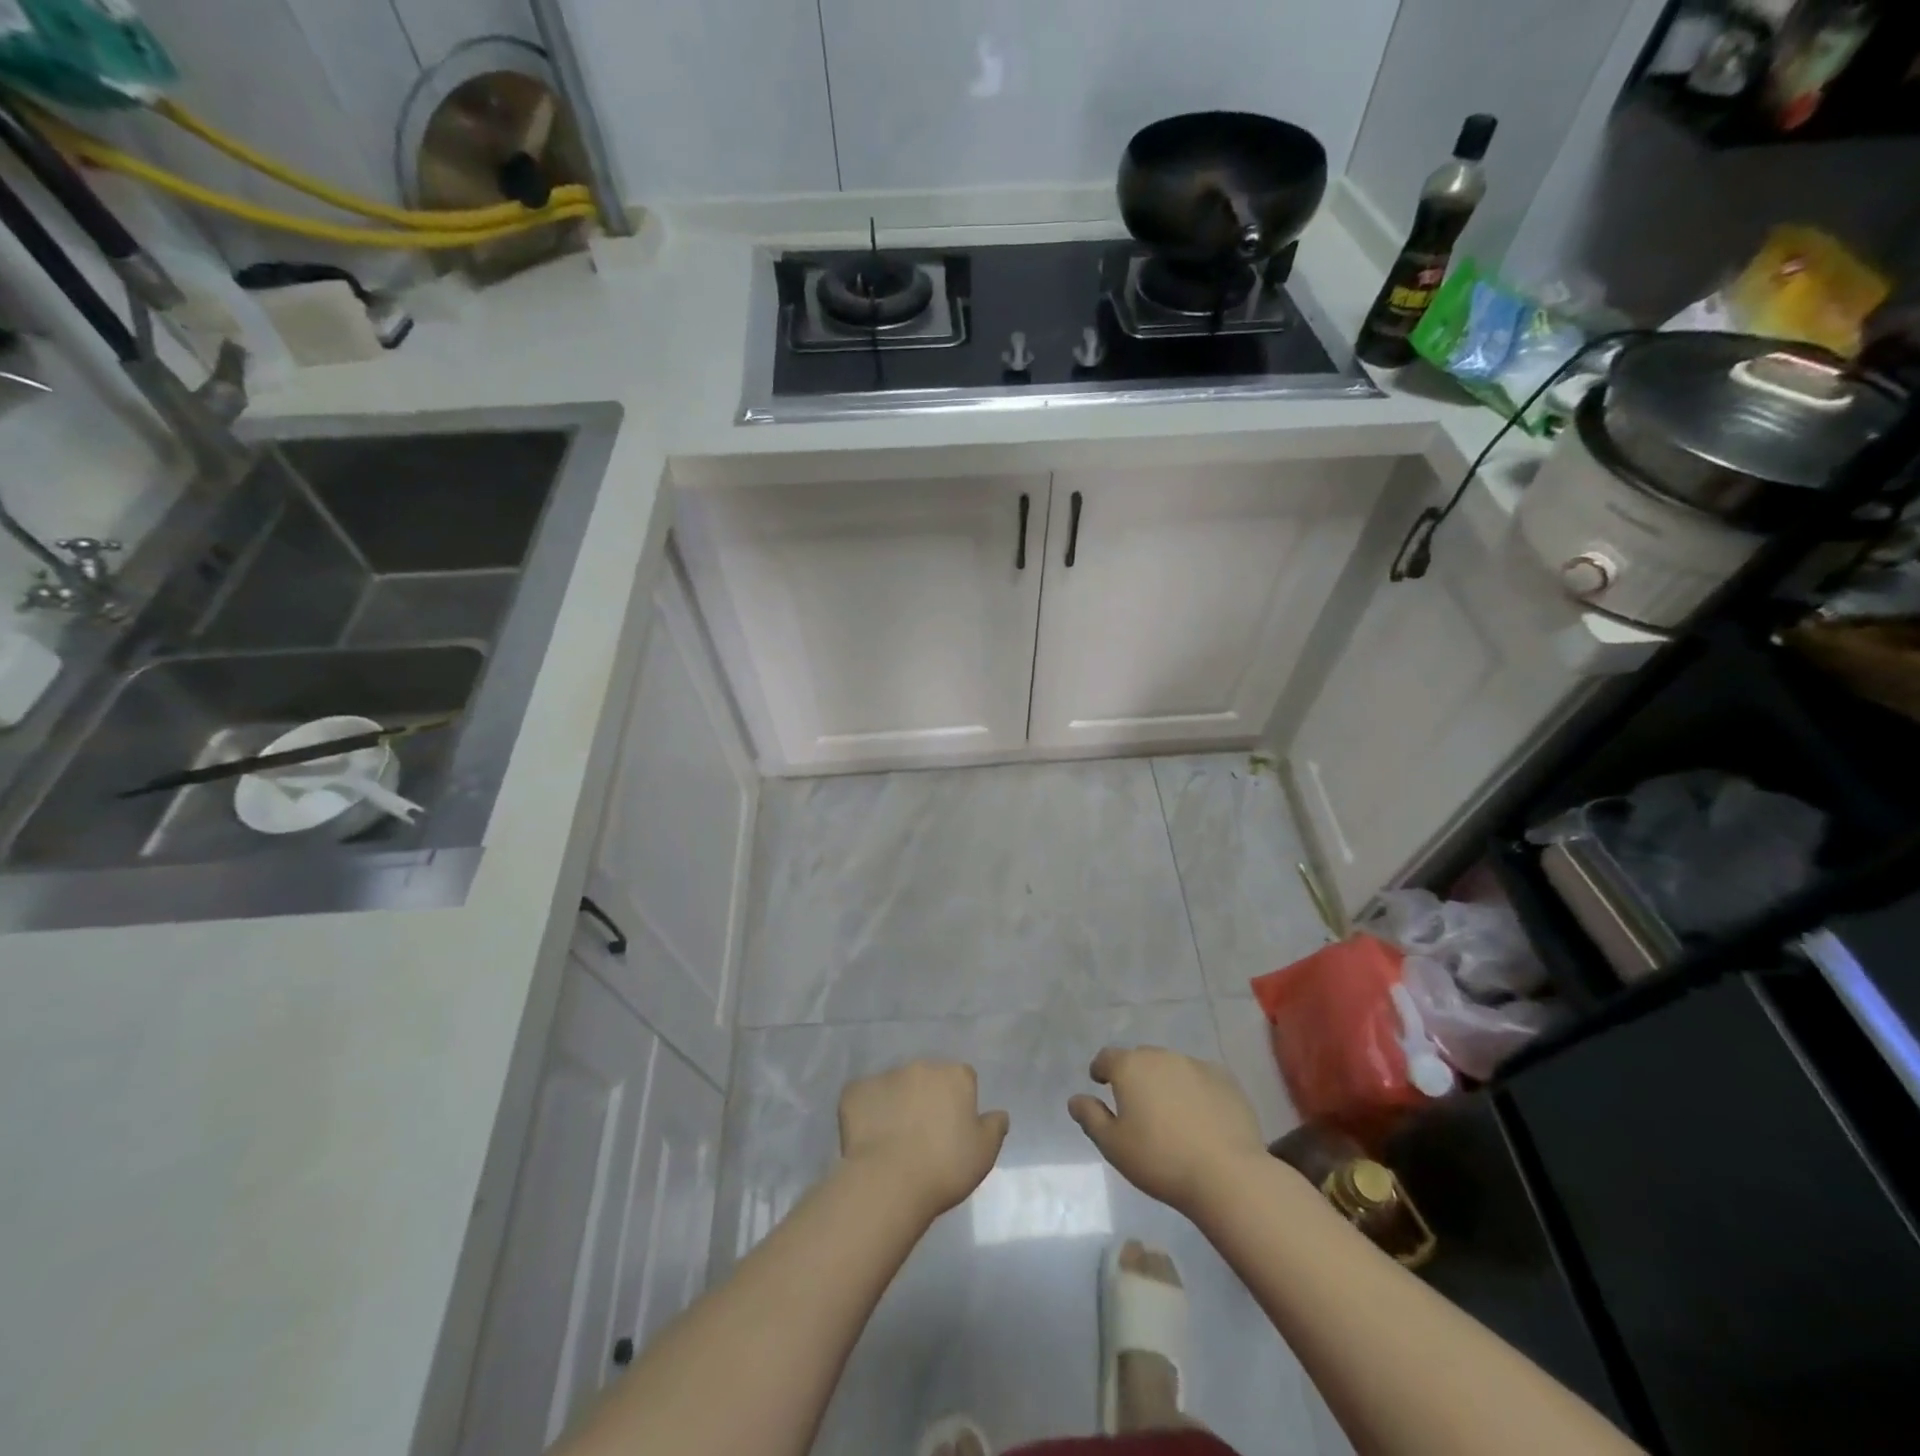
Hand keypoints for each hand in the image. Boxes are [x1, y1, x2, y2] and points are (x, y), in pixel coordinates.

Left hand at [839, 1060, 1009, 1219]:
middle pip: (927, 1078)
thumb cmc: (945, 1167)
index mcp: (954, 1075)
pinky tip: (868, 1140)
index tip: (953, 1129)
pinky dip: (866, 1112)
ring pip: (894, 1086)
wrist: (890, 1181)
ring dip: (896, 1104)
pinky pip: (864, 1098)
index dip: (958, 1102)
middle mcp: (920, 1066)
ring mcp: (885, 1075)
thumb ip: (994, 1126)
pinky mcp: (855, 1091)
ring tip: (893, 1141)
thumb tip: (999, 1114)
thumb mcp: (984, 1153)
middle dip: (926, 1098)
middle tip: (923, 1135)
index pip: (962, 1079)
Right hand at [1068, 1045, 1268, 1214]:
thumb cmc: (1160, 1160)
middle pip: (1141, 1059)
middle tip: (1137, 1104)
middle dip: (1135, 1075)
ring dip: (1165, 1082)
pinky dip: (1195, 1090)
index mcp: (1130, 1067)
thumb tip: (1076, 1099)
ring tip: (1170, 1112)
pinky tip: (1200, 1116)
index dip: (1101, 1069)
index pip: (1107, 1057)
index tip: (1100, 1082)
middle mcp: (1161, 1056)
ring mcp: (1196, 1064)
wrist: (1227, 1174)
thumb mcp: (1113, 1146)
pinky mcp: (1225, 1079)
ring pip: (1172, 1067)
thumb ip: (1090, 1118)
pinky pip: (1201, 1078)